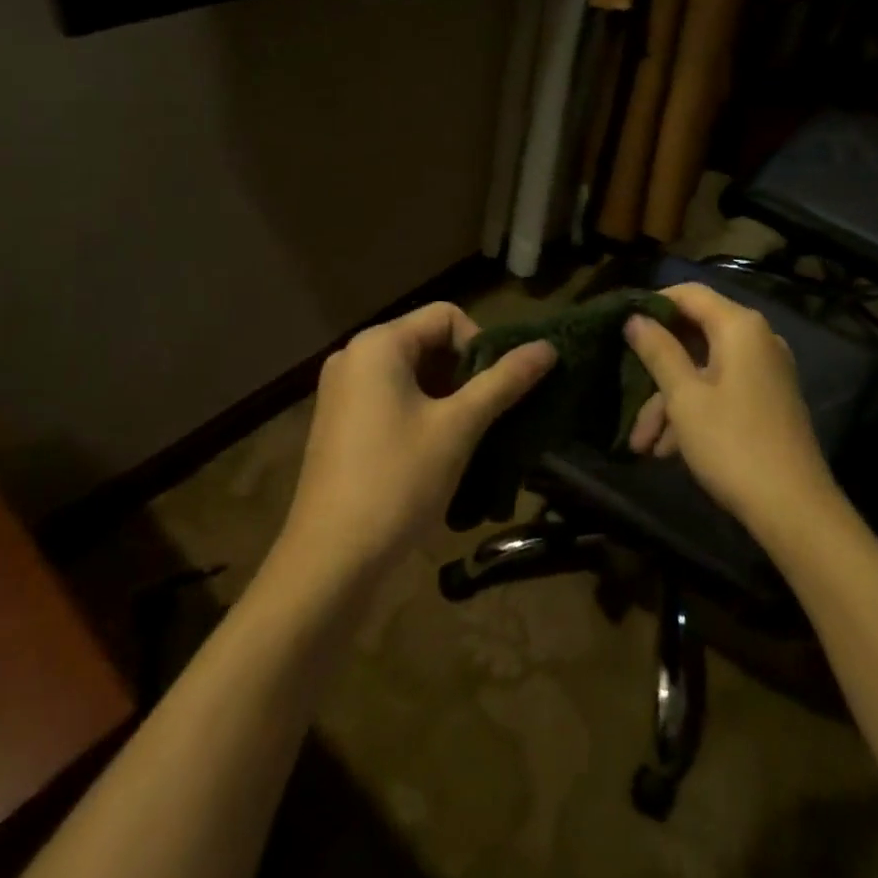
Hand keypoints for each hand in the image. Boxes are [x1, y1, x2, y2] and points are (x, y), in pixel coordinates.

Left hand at [281, 302, 554, 578]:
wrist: (330, 562)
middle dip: (466, 373)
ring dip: (448, 397)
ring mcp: (342, 391)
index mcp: (377, 344)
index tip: (496, 390)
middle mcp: (354, 356)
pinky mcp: (340, 423)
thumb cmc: (397, 482)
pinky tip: (439, 451)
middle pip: (428, 342)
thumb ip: (504, 381)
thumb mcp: (458, 427)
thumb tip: (548, 347)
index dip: (481, 344)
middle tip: (489, 415)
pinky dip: (423, 413)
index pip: (446, 315)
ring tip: (470, 436)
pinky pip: (392, 398)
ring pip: (413, 374)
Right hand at [623, 283, 835, 534]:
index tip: (621, 326)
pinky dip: (694, 412)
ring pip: (704, 370)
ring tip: (642, 445)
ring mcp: (765, 372)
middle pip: (695, 335)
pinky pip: (721, 391)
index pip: (689, 294)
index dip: (653, 305)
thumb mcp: (684, 397)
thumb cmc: (732, 443)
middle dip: (656, 369)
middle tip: (625, 396)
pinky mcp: (767, 400)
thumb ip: (658, 351)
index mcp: (740, 327)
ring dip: (669, 402)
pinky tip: (668, 450)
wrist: (794, 509)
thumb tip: (635, 318)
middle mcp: (757, 340)